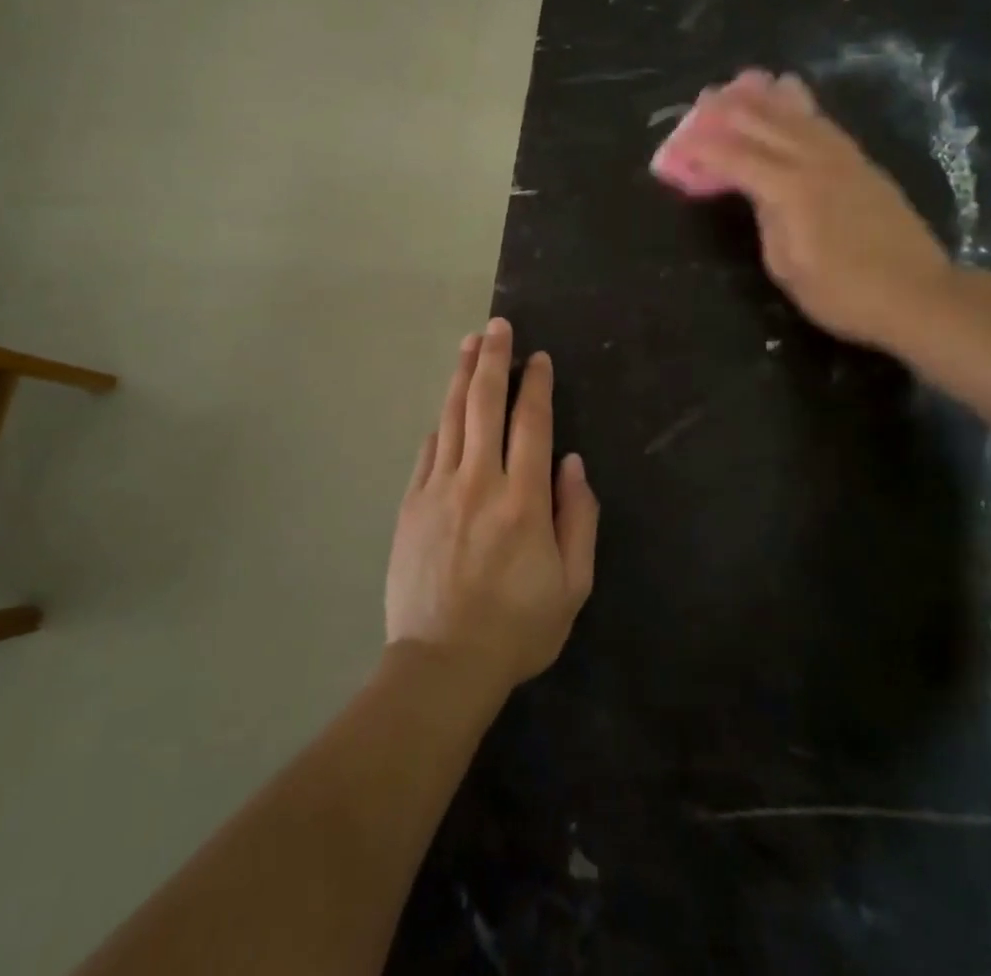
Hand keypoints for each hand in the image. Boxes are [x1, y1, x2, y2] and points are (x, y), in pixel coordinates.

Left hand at [386, 319, 598, 697]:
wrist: (441, 664)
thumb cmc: (517, 628)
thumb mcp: (573, 585)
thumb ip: (579, 518)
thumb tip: (573, 463)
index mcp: (524, 499)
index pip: (531, 423)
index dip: (536, 385)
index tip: (538, 357)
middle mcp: (480, 481)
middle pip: (485, 404)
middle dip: (494, 359)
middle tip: (497, 326)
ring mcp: (439, 489)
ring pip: (452, 417)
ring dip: (463, 376)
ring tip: (470, 344)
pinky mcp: (411, 504)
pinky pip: (428, 450)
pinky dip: (441, 422)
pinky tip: (447, 407)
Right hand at [677, 70, 957, 348]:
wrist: (918, 295)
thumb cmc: (844, 293)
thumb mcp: (788, 268)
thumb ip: (767, 221)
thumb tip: (758, 193)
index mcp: (791, 190)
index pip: (736, 158)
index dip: (703, 149)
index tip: (677, 144)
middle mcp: (816, 162)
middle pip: (765, 125)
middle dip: (730, 111)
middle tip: (703, 100)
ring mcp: (844, 159)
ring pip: (798, 116)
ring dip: (767, 97)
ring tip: (745, 80)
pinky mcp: (863, 164)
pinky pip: (824, 124)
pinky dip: (802, 107)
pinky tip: (793, 99)